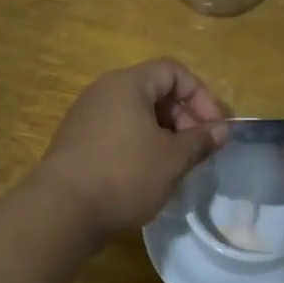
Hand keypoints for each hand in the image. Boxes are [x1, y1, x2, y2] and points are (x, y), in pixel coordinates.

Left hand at [33, 60, 227, 241]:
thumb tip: (222, 130)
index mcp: (128, 84)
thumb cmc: (124, 175)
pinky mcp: (78, 143)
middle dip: (185, 117)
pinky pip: (119, 132)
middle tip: (200, 149)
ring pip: (137, 115)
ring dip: (165, 134)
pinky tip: (150, 174)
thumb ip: (201, 140)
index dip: (201, 95)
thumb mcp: (173, 159)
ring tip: (178, 164)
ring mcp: (87, 117)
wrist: (61, 210)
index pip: (174, 72)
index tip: (216, 127)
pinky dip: (141, 145)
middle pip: (155, 91)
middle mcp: (104, 92)